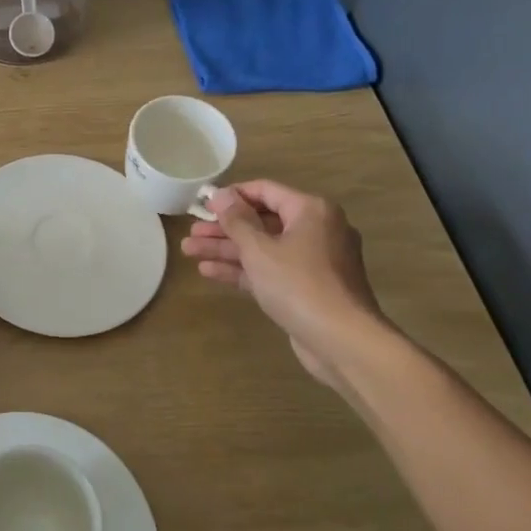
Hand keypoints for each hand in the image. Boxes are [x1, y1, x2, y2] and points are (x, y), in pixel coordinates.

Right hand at [180, 180, 383, 387]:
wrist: (342, 340)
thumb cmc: (298, 284)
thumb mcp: (259, 249)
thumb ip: (236, 220)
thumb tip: (219, 195)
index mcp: (310, 210)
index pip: (265, 190)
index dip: (231, 195)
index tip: (202, 203)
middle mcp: (316, 230)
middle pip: (261, 221)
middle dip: (223, 228)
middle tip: (191, 232)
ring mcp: (312, 261)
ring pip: (263, 248)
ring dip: (227, 249)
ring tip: (189, 250)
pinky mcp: (306, 288)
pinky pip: (270, 270)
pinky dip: (243, 269)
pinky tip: (208, 271)